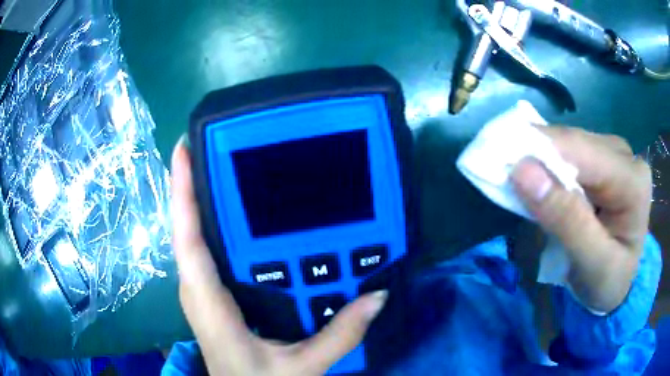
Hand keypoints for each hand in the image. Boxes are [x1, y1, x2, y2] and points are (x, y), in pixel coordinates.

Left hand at [170, 138, 387, 375]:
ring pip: (195, 235)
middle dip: (192, 183)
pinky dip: (213, 224)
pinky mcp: (212, 293)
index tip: (185, 148)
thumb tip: (377, 295)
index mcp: (208, 302)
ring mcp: (202, 289)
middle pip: (186, 226)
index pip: (188, 239)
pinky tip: (237, 213)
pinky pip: (207, 249)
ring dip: (201, 200)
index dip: (182, 192)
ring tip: (223, 166)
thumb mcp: (301, 368)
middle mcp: (197, 288)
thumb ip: (340, 336)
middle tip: (214, 146)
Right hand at [511, 127, 651, 313]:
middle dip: (537, 155)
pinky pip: (569, 153)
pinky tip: (539, 181)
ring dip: (540, 160)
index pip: (582, 152)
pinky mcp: (603, 160)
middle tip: (501, 174)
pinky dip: (548, 165)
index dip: (539, 150)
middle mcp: (625, 157)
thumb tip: (522, 170)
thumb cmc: (608, 282)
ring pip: (569, 144)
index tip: (497, 160)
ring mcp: (614, 154)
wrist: (618, 284)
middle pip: (574, 143)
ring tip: (517, 181)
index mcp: (632, 180)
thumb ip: (566, 220)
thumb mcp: (591, 264)